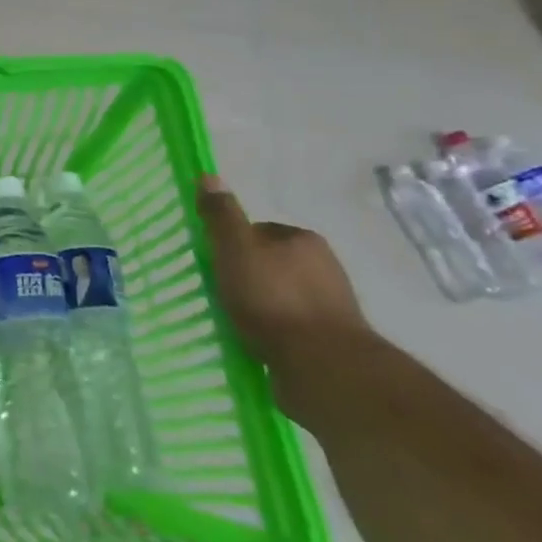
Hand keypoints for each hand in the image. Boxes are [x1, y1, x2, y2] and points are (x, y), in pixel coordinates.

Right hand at [197, 175, 369, 414]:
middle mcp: (324, 266)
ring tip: (236, 322)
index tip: (214, 264)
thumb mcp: (235, 249)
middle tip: (221, 293)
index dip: (232, 245)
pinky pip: (292, 326)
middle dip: (248, 276)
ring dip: (261, 306)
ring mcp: (332, 304)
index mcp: (303, 239)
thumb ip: (221, 215)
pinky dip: (274, 331)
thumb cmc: (273, 299)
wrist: (322, 365)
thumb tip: (209, 176)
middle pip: (271, 262)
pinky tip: (258, 343)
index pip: (258, 231)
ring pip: (282, 296)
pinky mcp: (332, 340)